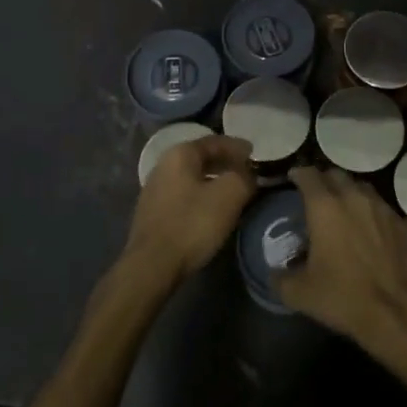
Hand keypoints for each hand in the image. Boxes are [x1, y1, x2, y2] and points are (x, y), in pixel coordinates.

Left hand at [124, 135, 256, 283]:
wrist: (153, 264)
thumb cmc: (192, 224)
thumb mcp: (229, 195)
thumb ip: (244, 177)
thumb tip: (248, 174)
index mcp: (180, 154)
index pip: (214, 141)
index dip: (237, 147)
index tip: (254, 154)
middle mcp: (163, 165)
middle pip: (201, 157)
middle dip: (225, 163)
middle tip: (246, 171)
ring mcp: (154, 189)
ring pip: (191, 177)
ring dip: (213, 180)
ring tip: (232, 190)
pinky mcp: (152, 212)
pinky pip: (183, 194)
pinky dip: (201, 195)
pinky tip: (211, 209)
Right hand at [279, 166, 406, 343]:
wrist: (393, 312)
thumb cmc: (341, 296)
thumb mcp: (299, 293)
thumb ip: (280, 278)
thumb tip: (274, 273)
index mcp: (324, 206)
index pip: (308, 175)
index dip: (298, 174)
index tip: (293, 179)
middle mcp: (353, 197)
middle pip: (336, 175)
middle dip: (324, 180)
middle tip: (316, 195)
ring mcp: (381, 208)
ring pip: (361, 187)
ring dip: (349, 192)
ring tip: (343, 208)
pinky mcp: (401, 223)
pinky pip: (382, 208)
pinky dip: (372, 212)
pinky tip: (370, 228)